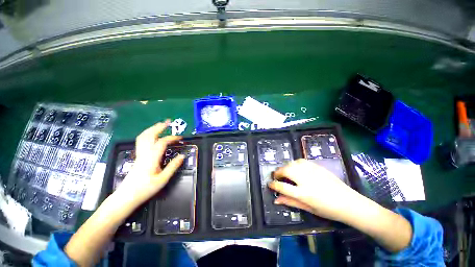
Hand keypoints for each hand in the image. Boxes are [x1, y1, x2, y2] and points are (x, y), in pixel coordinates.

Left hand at [114, 120, 184, 209]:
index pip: (162, 142)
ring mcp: (139, 154)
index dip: (172, 138)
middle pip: (149, 135)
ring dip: (152, 129)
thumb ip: (173, 166)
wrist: (126, 196)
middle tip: (168, 122)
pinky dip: (148, 134)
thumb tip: (182, 156)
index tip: (180, 138)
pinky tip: (152, 136)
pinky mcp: (137, 156)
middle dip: (159, 127)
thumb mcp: (163, 179)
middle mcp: (144, 153)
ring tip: (160, 125)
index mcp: (151, 158)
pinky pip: (141, 141)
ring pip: (143, 137)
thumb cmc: (145, 189)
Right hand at [269, 159, 360, 221]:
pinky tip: (296, 168)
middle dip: (278, 172)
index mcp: (304, 193)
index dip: (273, 185)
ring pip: (292, 163)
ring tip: (285, 172)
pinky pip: (301, 161)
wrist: (349, 203)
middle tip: (276, 176)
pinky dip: (294, 163)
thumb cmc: (327, 209)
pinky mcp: (317, 166)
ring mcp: (312, 171)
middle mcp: (306, 180)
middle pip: (286, 170)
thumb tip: (276, 200)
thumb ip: (290, 202)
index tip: (269, 184)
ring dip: (285, 167)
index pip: (283, 187)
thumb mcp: (308, 208)